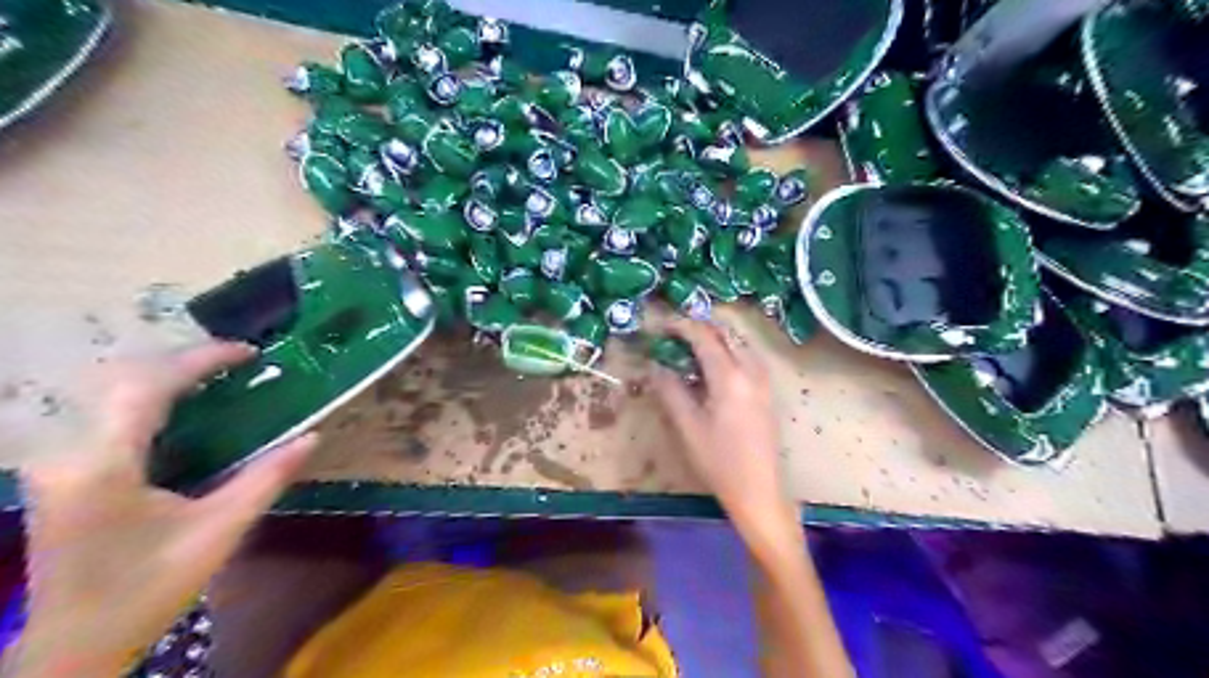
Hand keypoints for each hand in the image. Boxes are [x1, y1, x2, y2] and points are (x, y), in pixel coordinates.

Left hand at [3, 343, 315, 677]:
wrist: (76, 643)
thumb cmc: (150, 587)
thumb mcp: (219, 530)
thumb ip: (267, 477)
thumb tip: (313, 436)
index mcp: (103, 465)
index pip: (147, 386)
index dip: (200, 359)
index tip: (250, 352)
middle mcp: (68, 453)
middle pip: (122, 378)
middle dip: (183, 360)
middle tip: (238, 363)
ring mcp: (57, 461)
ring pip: (109, 392)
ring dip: (166, 376)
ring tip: (219, 377)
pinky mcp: (62, 471)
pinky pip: (107, 414)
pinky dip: (151, 398)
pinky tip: (185, 409)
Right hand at [657, 317, 800, 550]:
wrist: (760, 491)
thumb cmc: (720, 462)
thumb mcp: (688, 427)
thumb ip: (670, 390)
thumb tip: (654, 366)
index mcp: (730, 377)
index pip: (704, 338)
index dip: (682, 326)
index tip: (662, 326)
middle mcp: (751, 371)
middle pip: (726, 334)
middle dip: (700, 327)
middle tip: (675, 332)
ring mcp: (764, 381)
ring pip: (739, 344)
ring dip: (715, 338)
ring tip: (690, 345)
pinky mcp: (767, 392)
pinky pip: (747, 358)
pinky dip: (728, 351)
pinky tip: (714, 366)